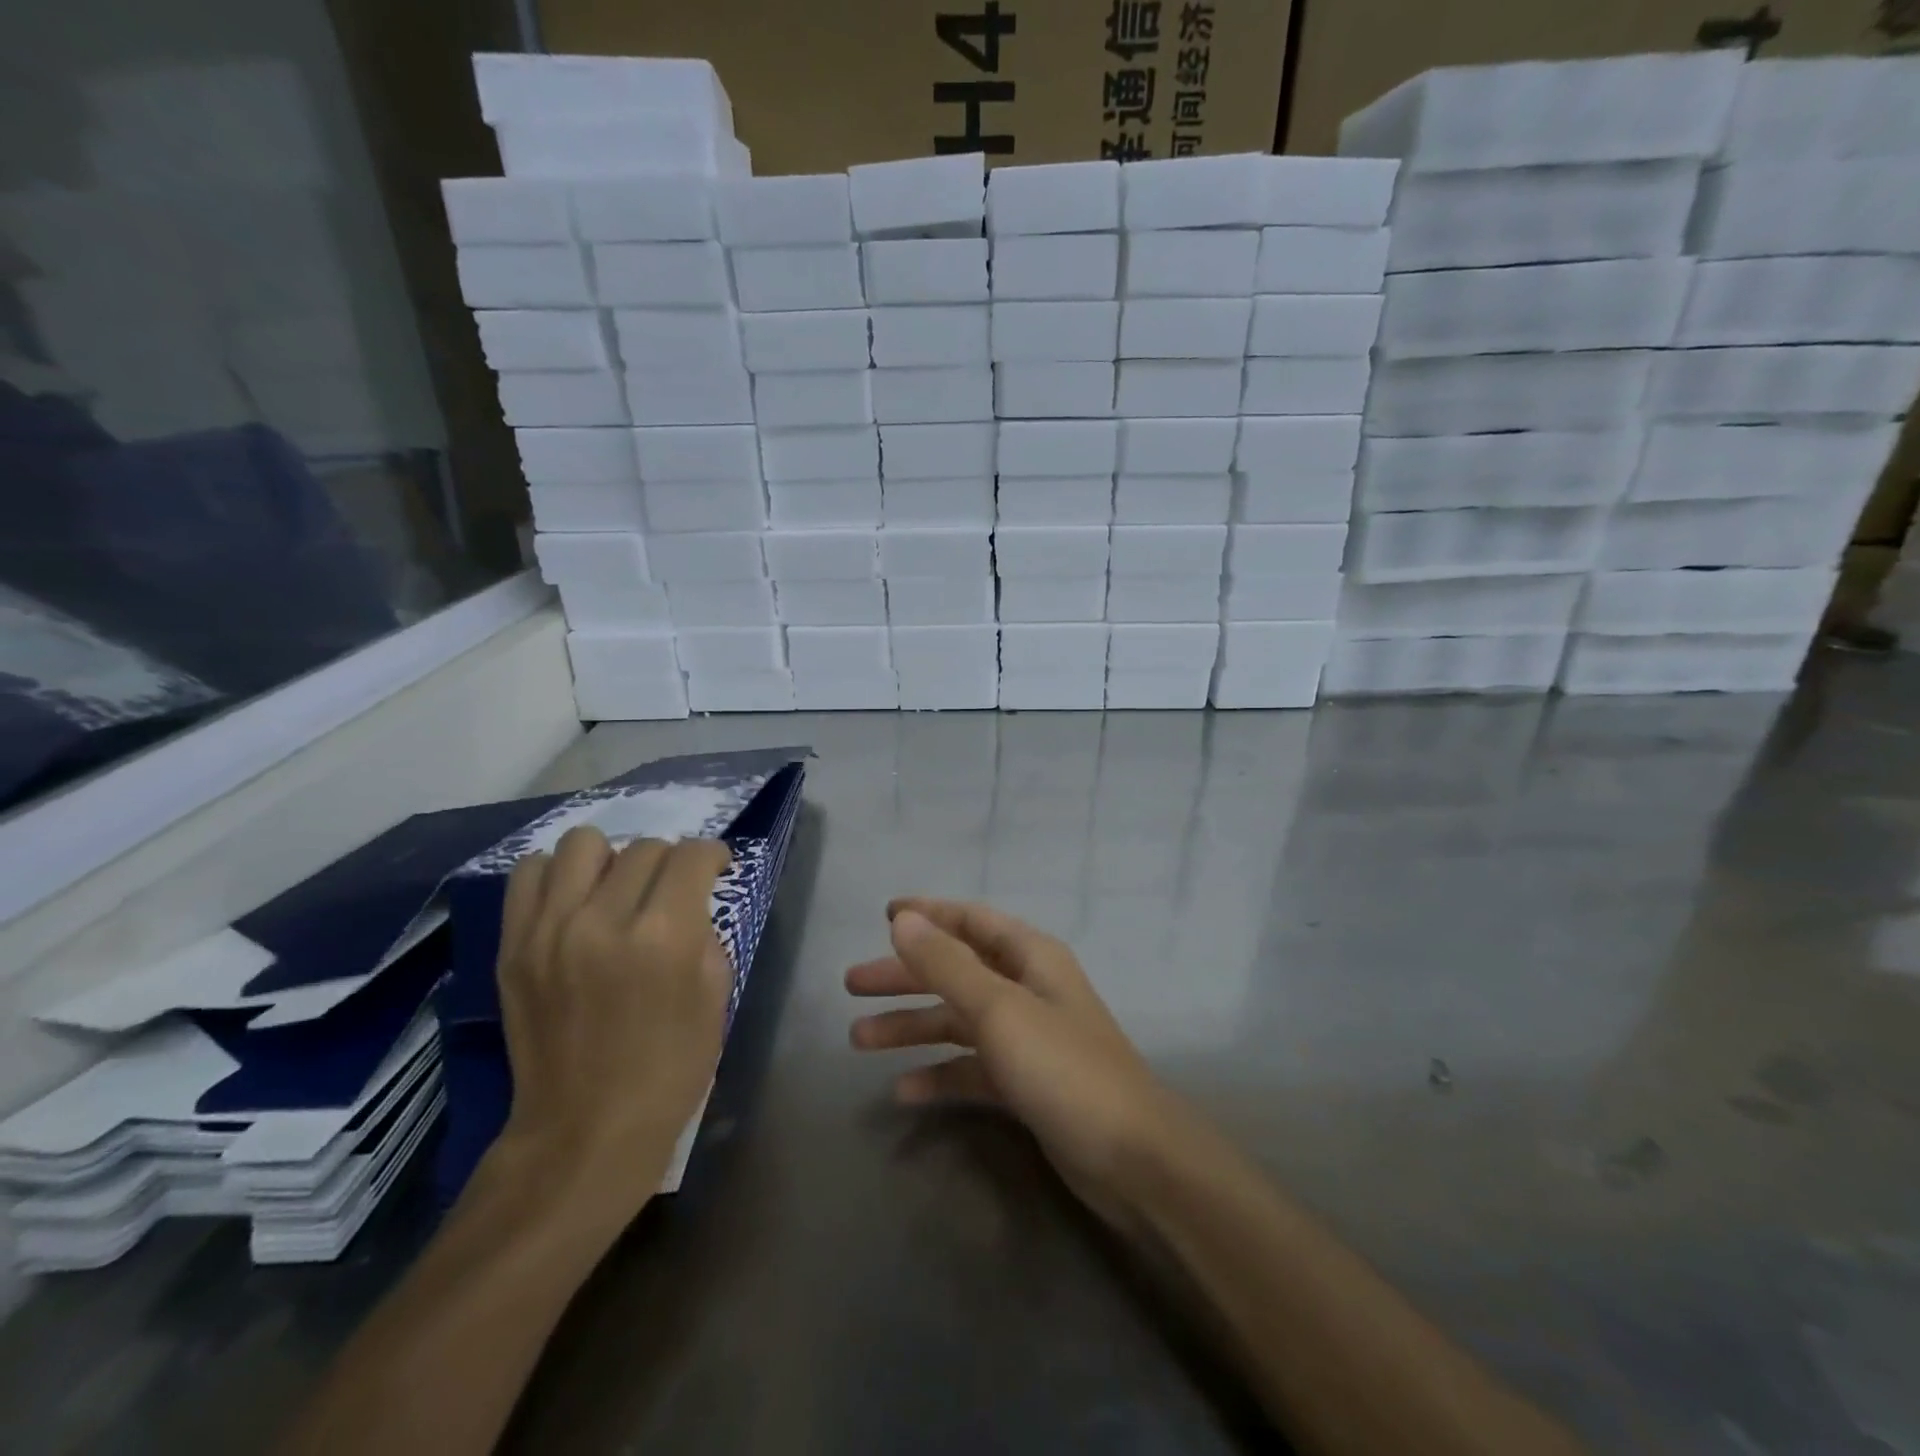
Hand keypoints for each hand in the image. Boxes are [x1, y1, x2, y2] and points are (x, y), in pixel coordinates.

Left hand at [491, 828, 733, 1212]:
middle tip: (670, 893)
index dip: (712, 855)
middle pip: (644, 848)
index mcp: (664, 936)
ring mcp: (550, 930)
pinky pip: (529, 874)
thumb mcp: (715, 999)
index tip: (715, 869)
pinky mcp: (514, 946)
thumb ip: (704, 935)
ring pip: (582, 844)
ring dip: (611, 859)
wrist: (585, 1132)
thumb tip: (689, 904)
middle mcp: (604, 920)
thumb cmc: (669, 1070)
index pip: (691, 855)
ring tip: (616, 890)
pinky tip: (574, 903)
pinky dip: (556, 876)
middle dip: (669, 863)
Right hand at [846, 898, 1192, 1220]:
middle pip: (957, 971)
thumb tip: (903, 919)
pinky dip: (939, 1075)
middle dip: (906, 976)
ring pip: (958, 1021)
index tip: (884, 914)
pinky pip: (971, 1068)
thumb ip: (948, 964)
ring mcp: (1027, 1038)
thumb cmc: (1063, 1068)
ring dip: (912, 1026)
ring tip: (858, 1039)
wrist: (1132, 1159)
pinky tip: (903, 1091)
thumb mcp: (1000, 1009)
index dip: (929, 914)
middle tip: (853, 985)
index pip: (972, 921)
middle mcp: (1028, 989)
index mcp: (1030, 957)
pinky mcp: (1025, 1083)